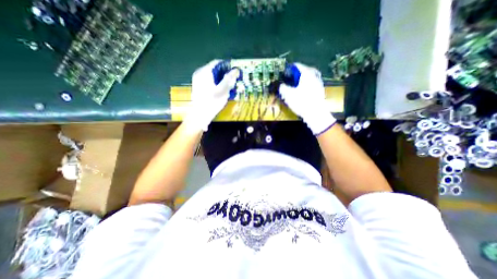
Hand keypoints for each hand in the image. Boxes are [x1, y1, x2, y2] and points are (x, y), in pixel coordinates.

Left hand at [183, 60, 239, 131]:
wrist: (200, 115)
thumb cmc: (212, 102)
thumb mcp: (223, 90)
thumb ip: (229, 79)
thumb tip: (236, 70)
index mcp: (204, 72)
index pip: (217, 63)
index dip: (227, 66)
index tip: (235, 71)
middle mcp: (199, 73)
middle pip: (214, 69)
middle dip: (224, 74)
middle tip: (232, 80)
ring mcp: (198, 80)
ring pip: (212, 76)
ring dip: (221, 79)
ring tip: (228, 86)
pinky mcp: (198, 86)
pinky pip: (209, 81)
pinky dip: (216, 83)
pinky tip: (221, 90)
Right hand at [279, 62, 337, 133]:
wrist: (315, 113)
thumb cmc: (301, 102)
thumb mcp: (288, 95)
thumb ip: (283, 87)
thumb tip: (281, 85)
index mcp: (306, 74)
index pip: (297, 66)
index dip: (289, 69)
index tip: (285, 73)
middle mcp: (314, 76)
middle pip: (304, 70)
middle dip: (296, 74)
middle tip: (290, 79)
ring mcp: (318, 83)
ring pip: (308, 77)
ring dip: (301, 79)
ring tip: (295, 85)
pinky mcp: (320, 90)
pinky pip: (311, 83)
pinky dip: (306, 85)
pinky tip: (302, 92)